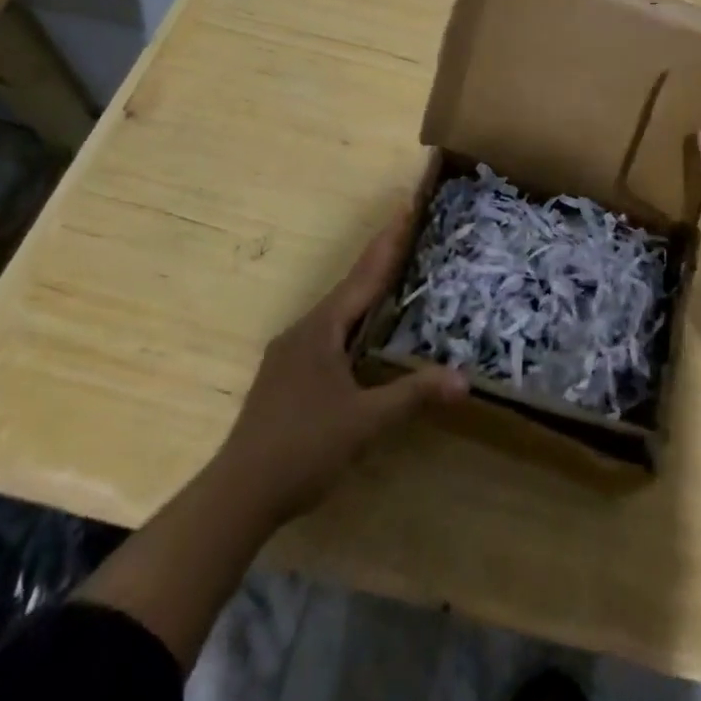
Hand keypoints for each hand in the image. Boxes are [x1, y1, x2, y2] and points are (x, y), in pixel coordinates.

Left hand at [217, 206, 467, 529]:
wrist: (237, 494)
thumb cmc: (303, 448)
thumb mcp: (365, 422)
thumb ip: (413, 395)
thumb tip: (464, 379)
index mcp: (322, 329)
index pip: (364, 276)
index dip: (389, 242)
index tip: (406, 206)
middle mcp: (304, 330)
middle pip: (350, 286)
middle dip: (379, 257)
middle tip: (407, 228)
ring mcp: (290, 353)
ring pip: (337, 310)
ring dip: (365, 288)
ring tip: (391, 271)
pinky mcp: (285, 375)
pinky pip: (327, 331)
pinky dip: (352, 318)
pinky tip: (360, 331)